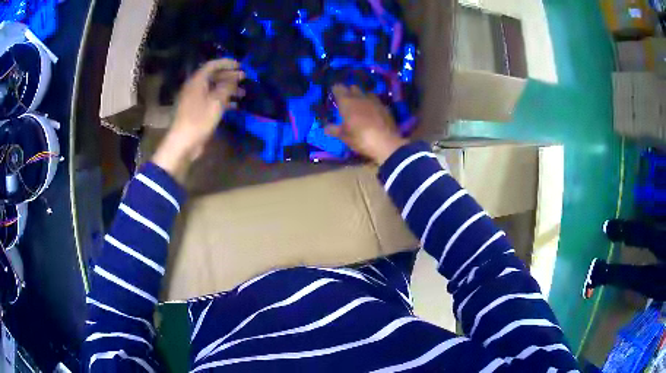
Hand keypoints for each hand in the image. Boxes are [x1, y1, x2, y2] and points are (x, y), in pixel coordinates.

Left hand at [152, 59, 244, 179]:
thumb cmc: (199, 120)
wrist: (183, 143)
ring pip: (214, 89)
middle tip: (245, 79)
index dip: (227, 63)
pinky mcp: (197, 112)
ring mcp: (195, 100)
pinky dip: (223, 101)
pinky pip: (211, 101)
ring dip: (228, 90)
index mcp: (197, 81)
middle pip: (213, 77)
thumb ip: (227, 87)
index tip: (240, 65)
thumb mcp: (216, 102)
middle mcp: (195, 88)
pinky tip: (235, 106)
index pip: (212, 65)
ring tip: (243, 93)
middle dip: (230, 76)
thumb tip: (235, 78)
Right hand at [325, 85, 407, 164]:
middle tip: (345, 101)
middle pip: (353, 87)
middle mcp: (360, 97)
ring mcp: (374, 101)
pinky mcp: (385, 107)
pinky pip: (376, 101)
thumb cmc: (360, 138)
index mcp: (347, 102)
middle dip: (348, 91)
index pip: (338, 88)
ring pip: (366, 92)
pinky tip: (372, 112)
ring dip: (362, 96)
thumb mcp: (344, 136)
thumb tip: (325, 128)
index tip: (333, 95)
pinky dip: (372, 104)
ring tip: (359, 105)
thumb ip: (334, 130)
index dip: (335, 90)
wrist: (386, 143)